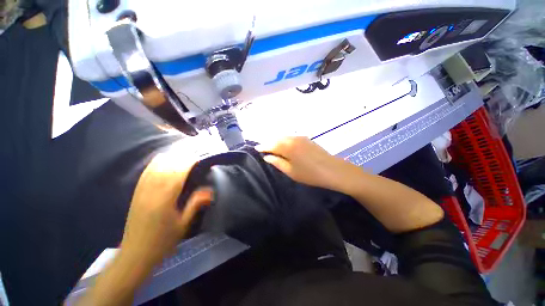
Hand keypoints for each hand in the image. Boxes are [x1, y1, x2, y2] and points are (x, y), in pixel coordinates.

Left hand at [120, 150, 212, 267]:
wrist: (135, 254)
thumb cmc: (162, 241)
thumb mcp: (183, 225)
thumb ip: (195, 204)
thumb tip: (210, 191)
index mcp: (165, 199)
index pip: (178, 173)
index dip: (189, 163)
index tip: (199, 158)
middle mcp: (151, 191)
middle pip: (167, 166)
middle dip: (181, 157)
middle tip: (193, 154)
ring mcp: (141, 191)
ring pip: (155, 166)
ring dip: (169, 157)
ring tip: (181, 154)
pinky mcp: (136, 193)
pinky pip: (146, 172)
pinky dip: (156, 163)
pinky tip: (163, 160)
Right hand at [258, 136, 354, 191]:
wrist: (332, 170)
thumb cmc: (309, 174)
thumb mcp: (290, 171)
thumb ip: (277, 162)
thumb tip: (267, 156)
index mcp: (287, 146)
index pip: (271, 144)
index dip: (263, 146)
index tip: (256, 149)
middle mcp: (292, 138)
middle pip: (277, 138)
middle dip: (269, 143)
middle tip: (263, 148)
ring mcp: (300, 137)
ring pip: (284, 137)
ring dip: (277, 141)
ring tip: (272, 147)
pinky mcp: (306, 139)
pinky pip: (291, 138)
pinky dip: (285, 141)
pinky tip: (284, 146)